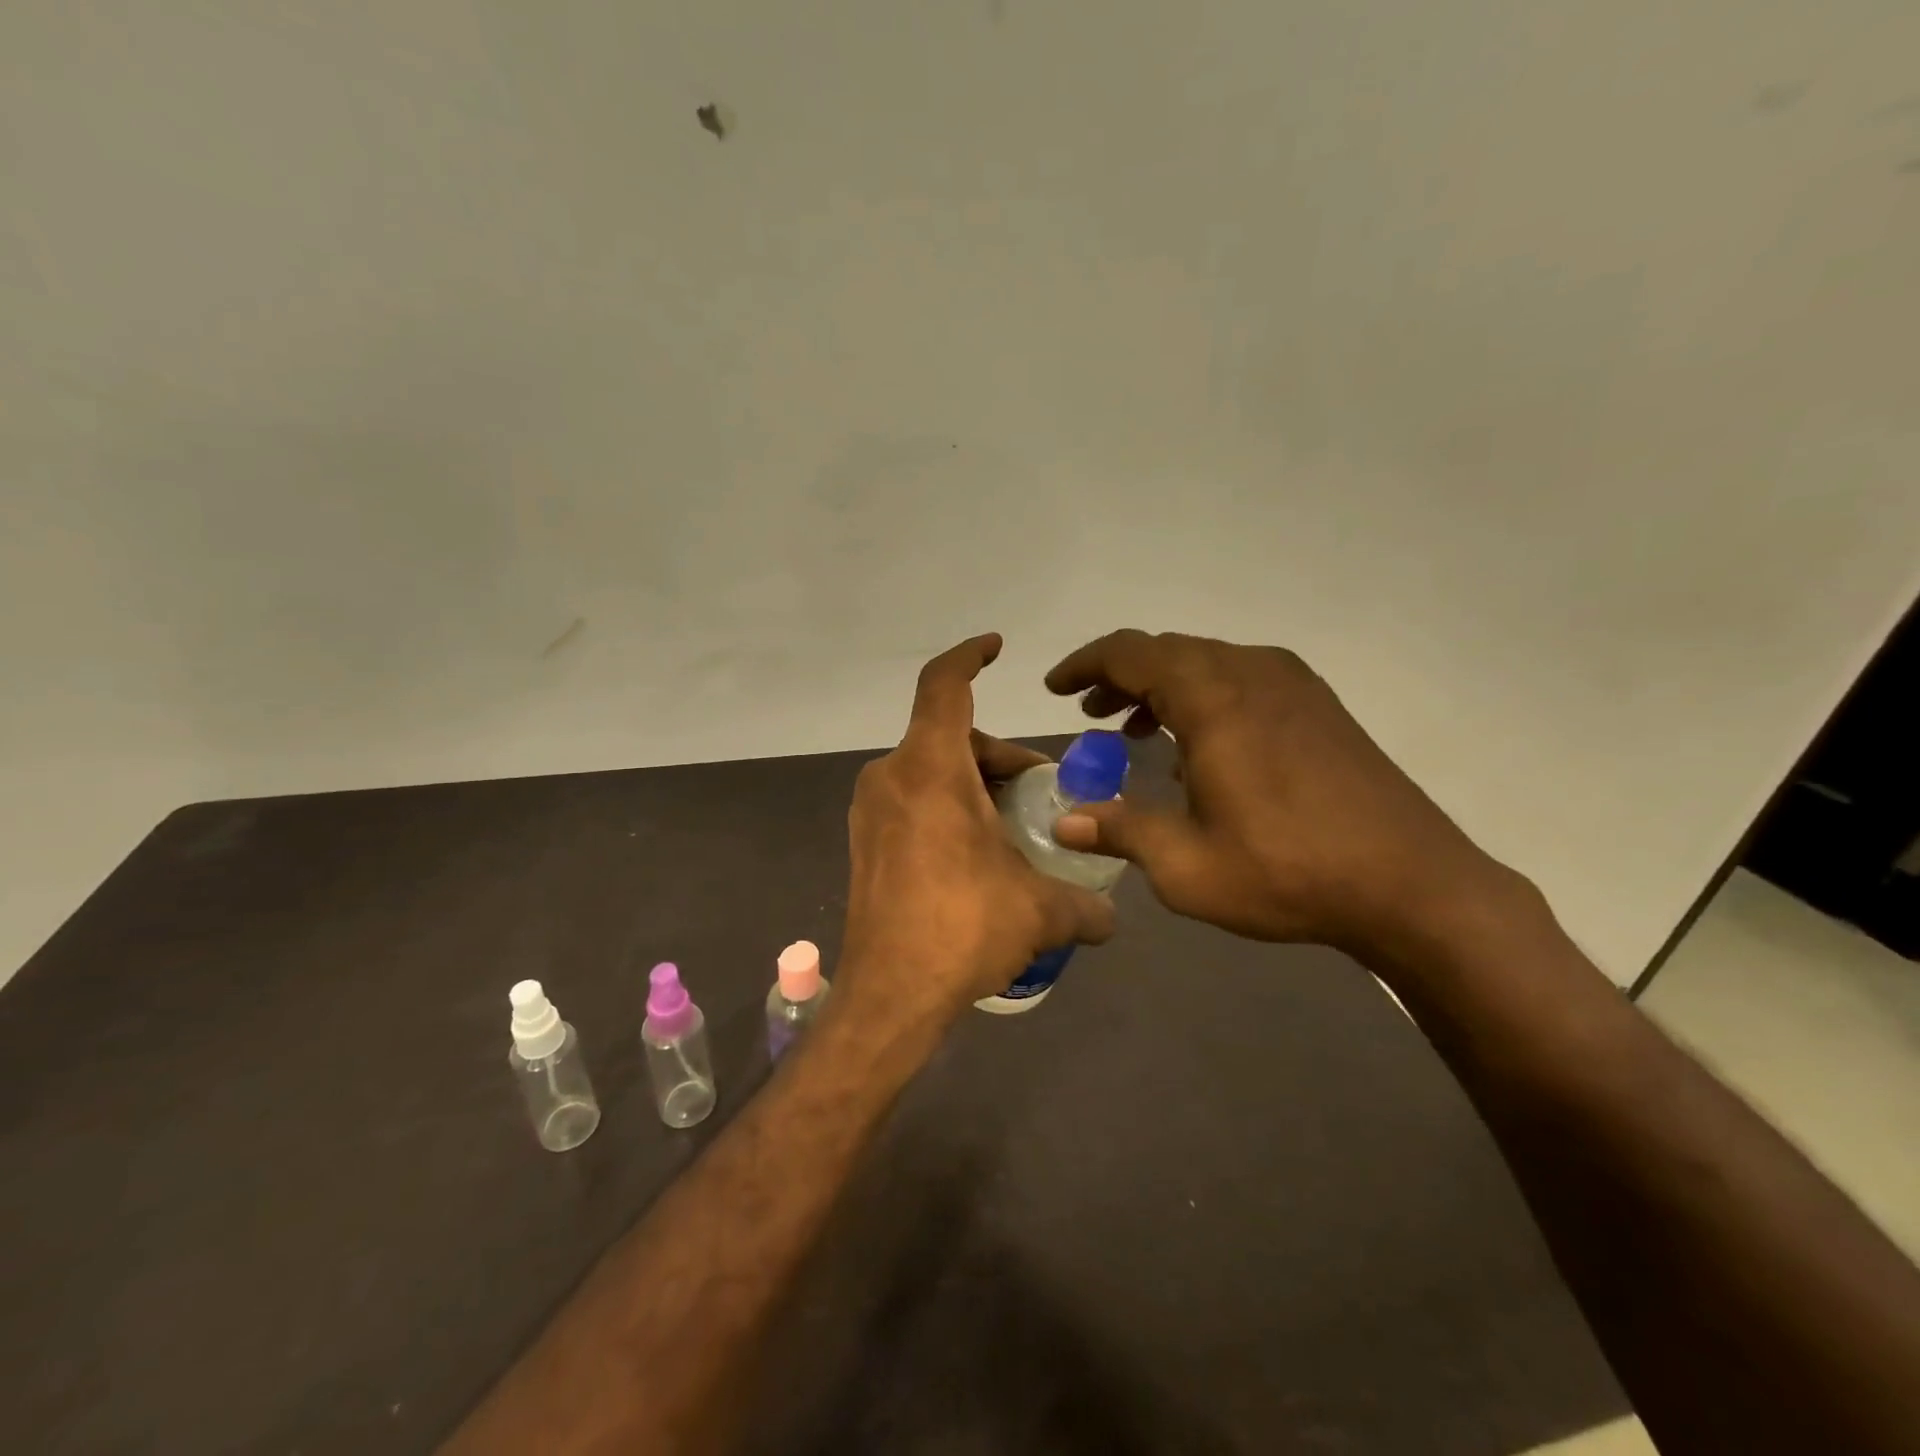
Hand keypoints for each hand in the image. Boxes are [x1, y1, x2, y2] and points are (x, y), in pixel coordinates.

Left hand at [839, 634, 1115, 1029]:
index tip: (996, 648)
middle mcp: (891, 777)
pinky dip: (949, 808)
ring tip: (1016, 831)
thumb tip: (1112, 916)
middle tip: (1040, 793)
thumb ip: (1085, 905)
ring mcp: (870, 811)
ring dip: (977, 786)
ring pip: (932, 771)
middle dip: (1001, 757)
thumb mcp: (1040, 911)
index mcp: (929, 769)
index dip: (969, 657)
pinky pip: (913, 802)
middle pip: (951, 737)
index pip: (943, 686)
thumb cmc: (964, 929)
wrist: (889, 995)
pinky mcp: (865, 843)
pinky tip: (980, 855)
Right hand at [1045, 630, 1515, 960]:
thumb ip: (1119, 831)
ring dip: (1162, 686)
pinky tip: (1200, 747)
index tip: (1055, 688)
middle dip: (1119, 676)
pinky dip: (1203, 697)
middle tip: (1089, 713)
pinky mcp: (1319, 706)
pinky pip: (1242, 679)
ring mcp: (1293, 684)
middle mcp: (1251, 673)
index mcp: (1214, 698)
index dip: (1085, 665)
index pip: (1130, 654)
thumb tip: (1063, 823)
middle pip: (1167, 651)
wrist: (1412, 885)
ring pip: (1206, 663)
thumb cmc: (1287, 871)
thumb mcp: (1186, 865)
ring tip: (1134, 728)